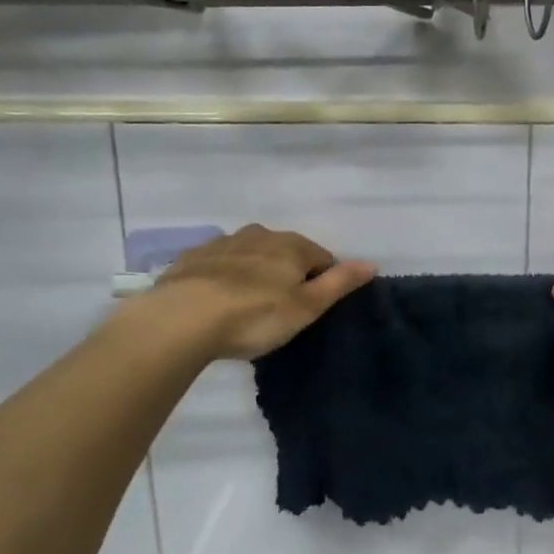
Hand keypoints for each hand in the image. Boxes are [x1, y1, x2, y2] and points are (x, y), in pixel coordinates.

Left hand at [129, 225, 375, 360]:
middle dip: (289, 273)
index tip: (314, 308)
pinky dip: (225, 276)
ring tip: (249, 306)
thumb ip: (339, 283)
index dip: (324, 281)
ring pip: (252, 254)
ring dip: (256, 272)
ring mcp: (223, 243)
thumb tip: (371, 263)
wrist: (181, 319)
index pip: (322, 257)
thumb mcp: (306, 307)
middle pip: (286, 252)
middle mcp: (259, 234)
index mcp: (291, 245)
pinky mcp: (193, 257)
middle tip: (282, 309)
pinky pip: (220, 263)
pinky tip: (218, 301)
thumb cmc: (254, 315)